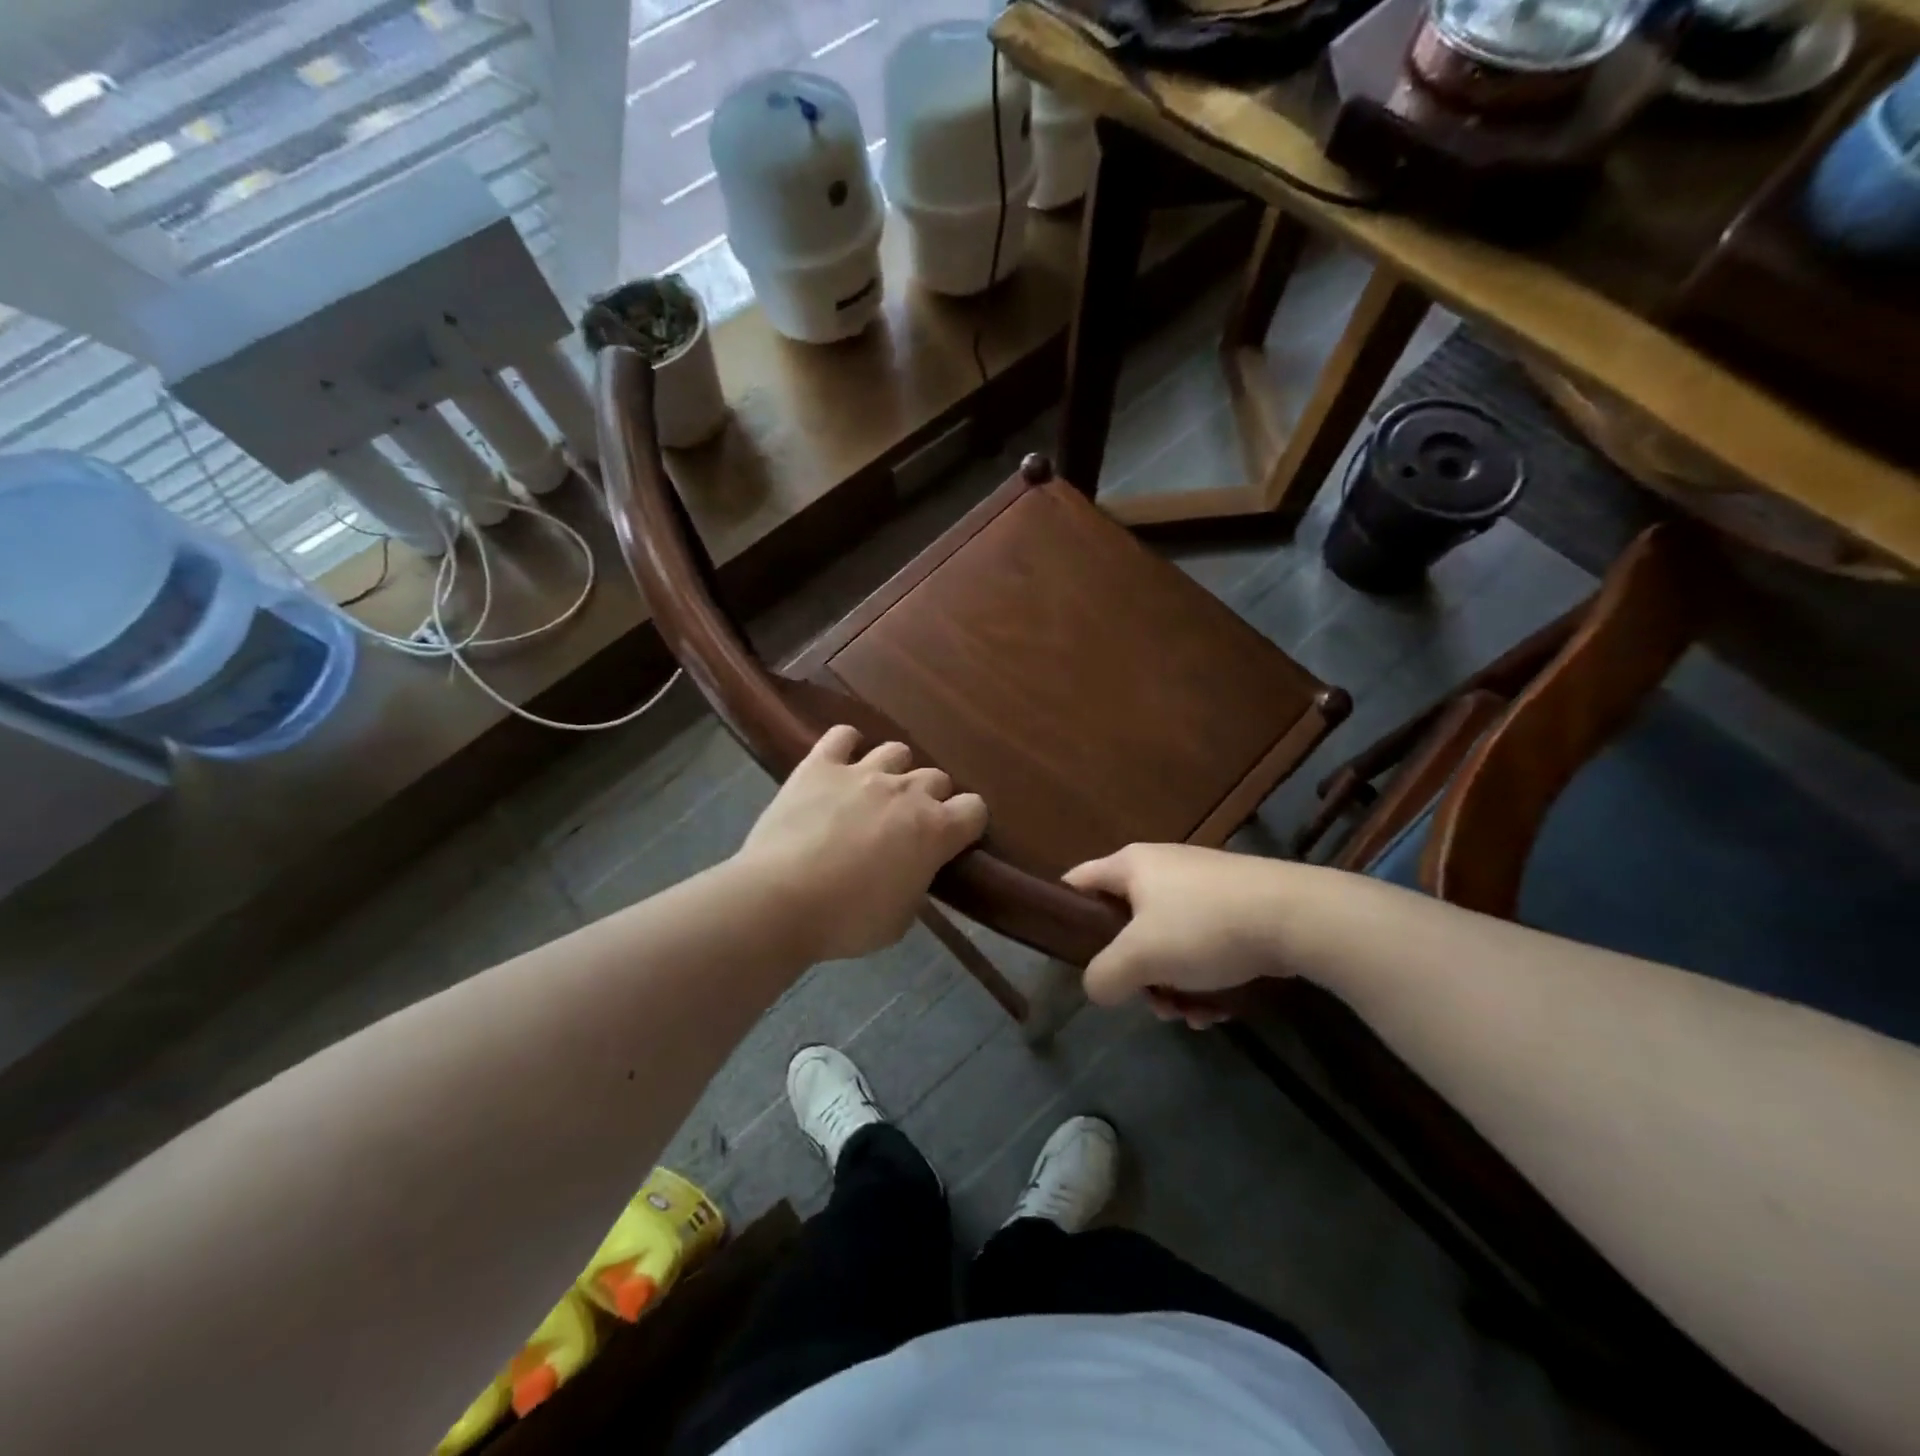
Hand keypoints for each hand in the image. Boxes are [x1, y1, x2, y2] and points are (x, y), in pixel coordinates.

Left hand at [735, 725, 987, 962]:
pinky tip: (840, 763)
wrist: (780, 900)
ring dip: (893, 771)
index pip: (975, 809)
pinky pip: (843, 736)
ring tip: (874, 794)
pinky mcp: (820, 765)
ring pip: (896, 751)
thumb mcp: (900, 919)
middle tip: (906, 826)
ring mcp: (863, 772)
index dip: (966, 824)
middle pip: (937, 777)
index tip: (952, 841)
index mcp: (934, 830)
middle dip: (930, 799)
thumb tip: (912, 871)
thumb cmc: (847, 920)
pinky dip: (847, 746)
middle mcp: (906, 791)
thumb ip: (916, 885)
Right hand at [1063, 844, 1292, 1027]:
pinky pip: (1202, 945)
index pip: (1078, 882)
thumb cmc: (1204, 926)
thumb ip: (1104, 975)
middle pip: (1126, 925)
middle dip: (1136, 973)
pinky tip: (1220, 1008)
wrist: (1298, 917)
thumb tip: (1096, 988)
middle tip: (1150, 1001)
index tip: (1070, 956)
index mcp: (1131, 865)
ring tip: (1192, 1014)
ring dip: (1173, 985)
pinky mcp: (1235, 907)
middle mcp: (1162, 868)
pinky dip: (1204, 979)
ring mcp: (1202, 887)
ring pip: (1167, 943)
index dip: (1067, 916)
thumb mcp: (1141, 956)